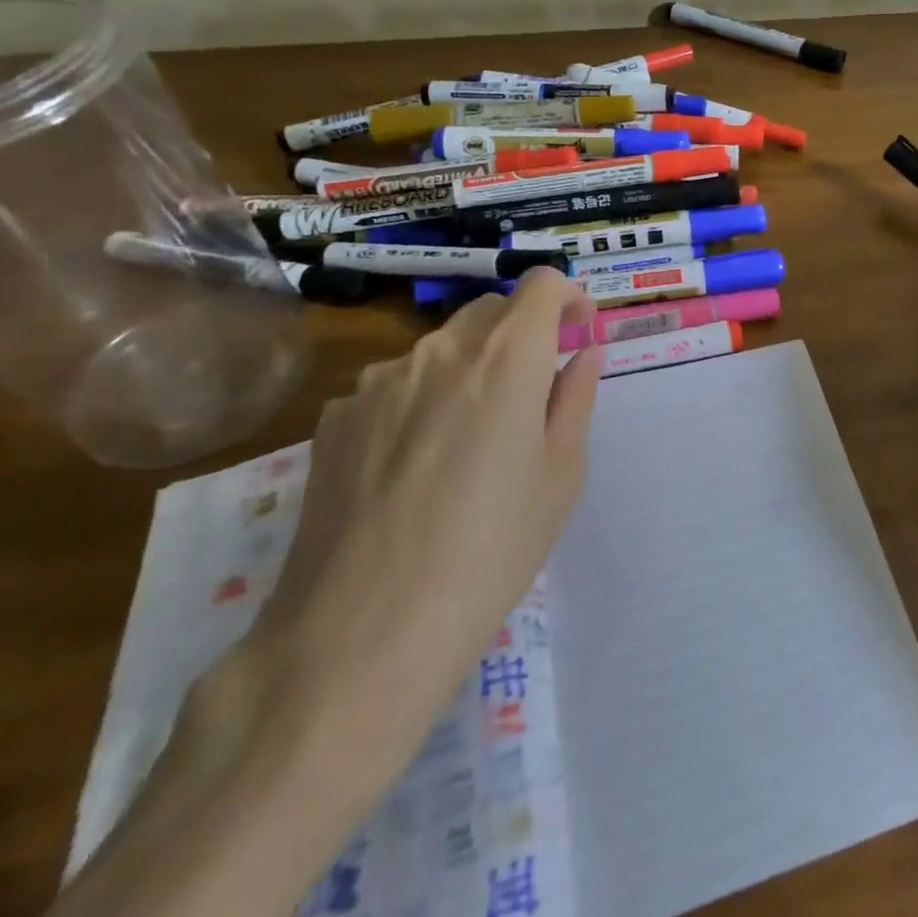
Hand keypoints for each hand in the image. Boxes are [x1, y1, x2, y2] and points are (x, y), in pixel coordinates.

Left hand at [239, 270, 602, 782]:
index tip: (579, 333)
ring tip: (471, 440)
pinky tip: (415, 466)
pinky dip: (420, 400)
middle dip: (523, 333)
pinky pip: (393, 387)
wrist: (362, 631)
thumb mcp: (560, 476)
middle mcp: (440, 352)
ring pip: (440, 349)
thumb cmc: (491, 551)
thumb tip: (583, 356)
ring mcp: (378, 382)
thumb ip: (576, 400)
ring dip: (470, 368)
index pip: (542, 284)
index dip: (569, 298)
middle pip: (490, 311)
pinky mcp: (334, 418)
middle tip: (535, 391)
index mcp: (507, 359)